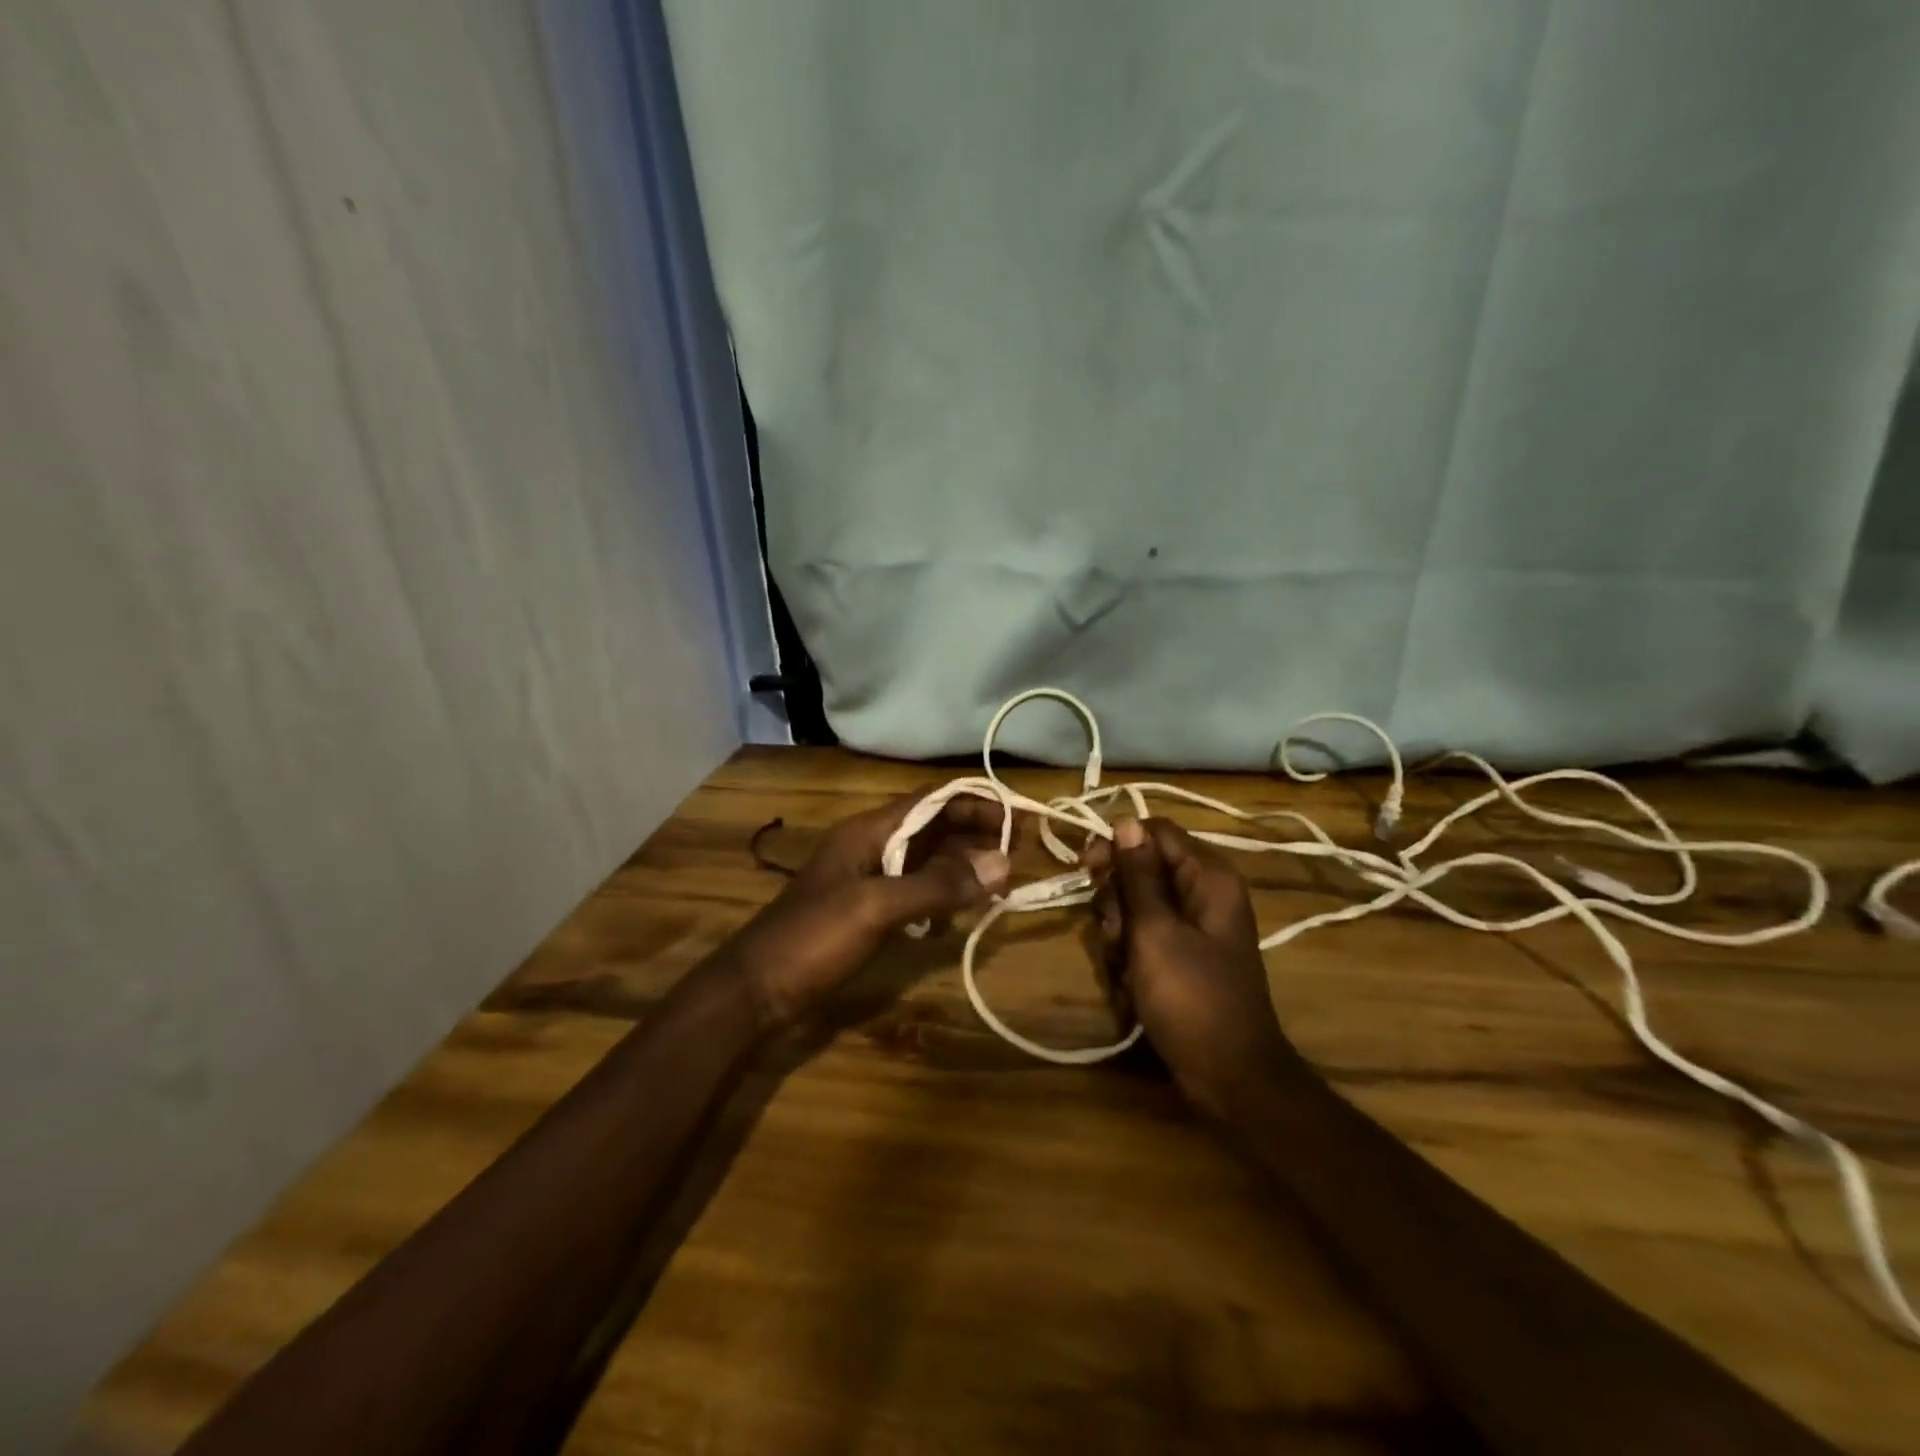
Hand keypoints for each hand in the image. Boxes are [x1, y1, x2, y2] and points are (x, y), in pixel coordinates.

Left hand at [730, 793, 1010, 1024]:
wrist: (755, 991)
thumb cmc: (813, 939)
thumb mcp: (877, 907)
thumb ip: (937, 885)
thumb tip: (1002, 863)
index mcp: (870, 831)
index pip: (932, 800)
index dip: (974, 802)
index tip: (1016, 818)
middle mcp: (871, 846)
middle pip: (932, 826)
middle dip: (973, 835)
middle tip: (1016, 856)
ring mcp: (867, 880)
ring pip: (925, 859)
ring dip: (960, 866)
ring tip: (997, 884)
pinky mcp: (866, 912)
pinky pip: (913, 891)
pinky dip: (939, 896)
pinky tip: (956, 917)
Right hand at [1085, 817, 1301, 1118]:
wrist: (1228, 1075)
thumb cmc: (1192, 998)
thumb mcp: (1155, 932)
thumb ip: (1138, 876)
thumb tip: (1125, 821)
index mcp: (1208, 877)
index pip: (1154, 832)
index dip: (1117, 845)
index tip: (1087, 871)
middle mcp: (1202, 893)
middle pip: (1140, 870)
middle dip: (1117, 902)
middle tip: (1116, 936)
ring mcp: (1193, 927)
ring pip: (1135, 906)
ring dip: (1118, 935)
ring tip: (1125, 970)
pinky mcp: (1182, 956)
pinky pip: (1143, 938)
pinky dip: (1129, 959)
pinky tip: (1131, 987)